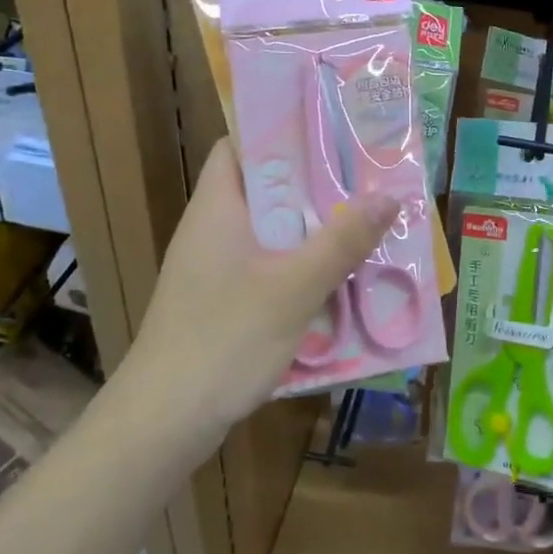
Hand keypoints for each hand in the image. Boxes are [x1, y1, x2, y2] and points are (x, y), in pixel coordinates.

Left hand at [123, 138, 397, 453]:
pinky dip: (299, 267)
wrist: (163, 421)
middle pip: (265, 190)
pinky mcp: (219, 303)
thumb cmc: (225, 339)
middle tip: (366, 181)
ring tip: (363, 226)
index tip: (330, 132)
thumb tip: (389, 195)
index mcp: (217, 208)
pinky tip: (336, 282)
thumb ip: (342, 241)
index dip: (280, 132)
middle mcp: (211, 230)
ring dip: (313, 231)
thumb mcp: (294, 287)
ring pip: (270, 233)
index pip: (239, 146)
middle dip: (314, 186)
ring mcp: (213, 269)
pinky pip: (266, 269)